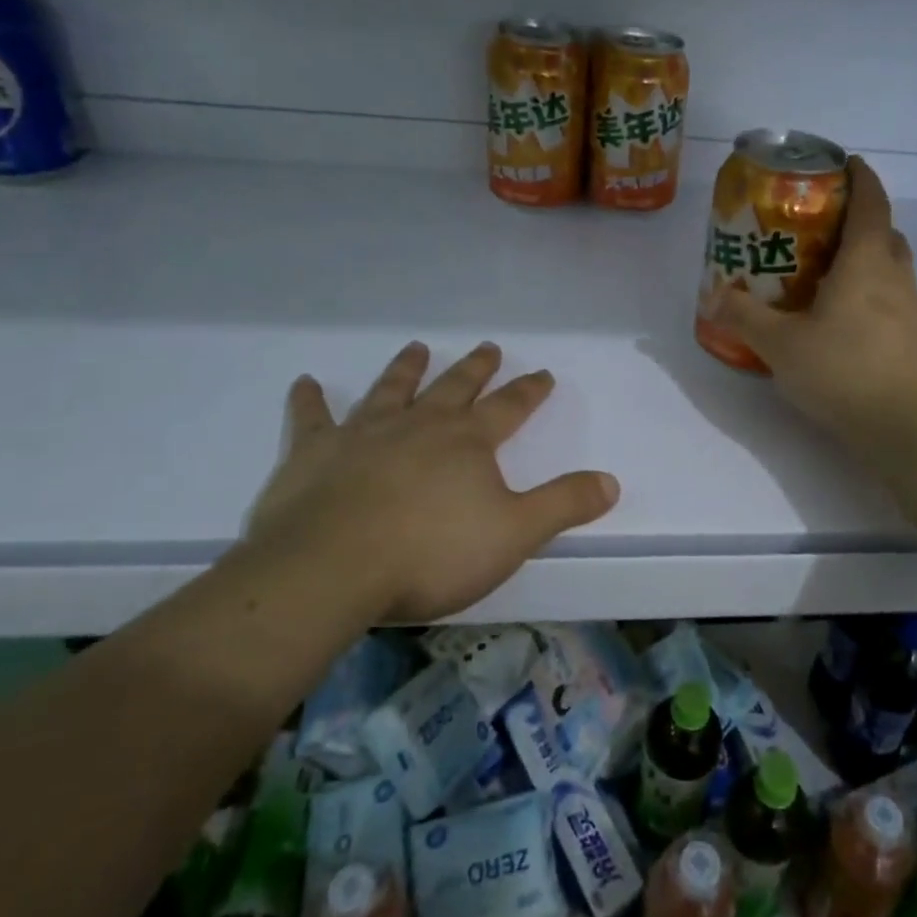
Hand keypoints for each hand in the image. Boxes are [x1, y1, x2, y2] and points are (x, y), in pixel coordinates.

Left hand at [236, 342, 618, 623]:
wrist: (331, 569)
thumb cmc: (431, 554)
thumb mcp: (514, 534)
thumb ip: (564, 504)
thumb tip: (611, 481)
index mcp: (467, 442)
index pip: (509, 408)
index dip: (529, 391)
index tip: (543, 374)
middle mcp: (419, 425)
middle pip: (454, 388)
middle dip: (476, 369)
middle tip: (487, 347)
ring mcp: (364, 434)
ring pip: (391, 390)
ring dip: (406, 369)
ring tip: (416, 347)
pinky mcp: (314, 453)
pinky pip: (312, 419)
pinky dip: (309, 400)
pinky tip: (305, 383)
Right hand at [704, 156, 916, 444]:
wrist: (907, 428)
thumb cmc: (844, 370)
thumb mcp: (780, 345)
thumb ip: (744, 317)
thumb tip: (715, 297)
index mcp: (866, 262)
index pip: (871, 202)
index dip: (860, 177)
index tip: (843, 164)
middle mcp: (895, 277)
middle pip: (884, 232)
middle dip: (858, 221)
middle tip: (819, 228)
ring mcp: (911, 310)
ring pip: (890, 268)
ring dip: (864, 260)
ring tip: (824, 275)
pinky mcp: (914, 341)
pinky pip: (891, 300)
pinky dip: (869, 295)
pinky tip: (840, 322)